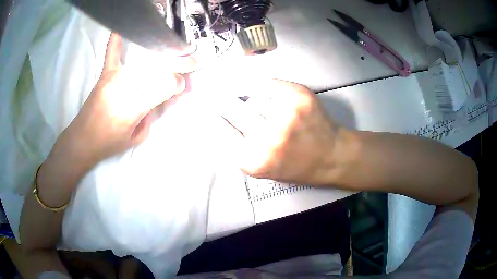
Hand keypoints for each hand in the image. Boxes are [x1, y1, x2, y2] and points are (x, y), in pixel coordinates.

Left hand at [63, 33, 185, 165]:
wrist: (82, 140)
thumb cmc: (109, 142)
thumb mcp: (136, 138)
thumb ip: (152, 117)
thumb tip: (164, 97)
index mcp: (133, 108)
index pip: (163, 88)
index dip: (178, 82)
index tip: (187, 82)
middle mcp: (124, 87)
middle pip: (156, 69)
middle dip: (177, 66)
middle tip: (191, 64)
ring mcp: (114, 77)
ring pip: (142, 60)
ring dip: (161, 57)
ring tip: (174, 54)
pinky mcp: (105, 75)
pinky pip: (112, 54)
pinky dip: (116, 41)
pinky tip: (121, 28)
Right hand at [220, 80, 349, 184]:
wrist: (331, 156)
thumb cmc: (295, 165)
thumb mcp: (260, 168)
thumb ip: (236, 148)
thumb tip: (215, 117)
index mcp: (253, 161)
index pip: (219, 128)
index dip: (212, 114)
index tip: (206, 105)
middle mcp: (267, 140)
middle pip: (231, 106)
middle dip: (224, 100)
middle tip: (218, 93)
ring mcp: (285, 115)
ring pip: (251, 95)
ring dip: (252, 99)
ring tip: (266, 109)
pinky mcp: (299, 97)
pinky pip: (269, 84)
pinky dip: (266, 87)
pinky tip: (270, 94)